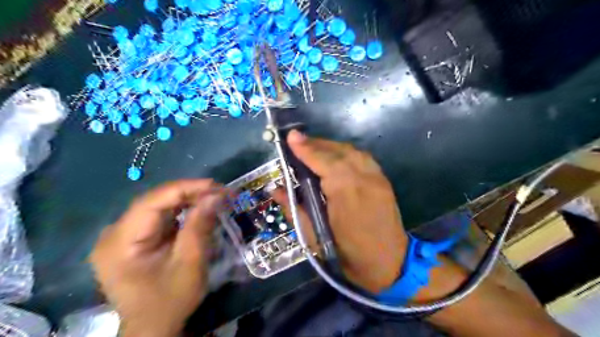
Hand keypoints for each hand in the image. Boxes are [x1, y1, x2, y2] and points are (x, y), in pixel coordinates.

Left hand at [91, 180, 224, 335]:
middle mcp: (115, 234)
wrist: (154, 329)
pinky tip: (200, 210)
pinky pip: (160, 217)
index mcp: (120, 242)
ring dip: (188, 201)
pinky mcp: (135, 239)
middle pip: (155, 202)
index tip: (215, 185)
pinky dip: (182, 212)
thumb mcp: (189, 264)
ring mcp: (123, 236)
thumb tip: (215, 195)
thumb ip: (199, 226)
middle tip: (219, 192)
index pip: (152, 202)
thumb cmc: (170, 301)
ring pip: (159, 207)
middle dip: (190, 194)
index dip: (185, 189)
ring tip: (214, 198)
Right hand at [274, 131, 410, 292]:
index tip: (290, 136)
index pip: (322, 161)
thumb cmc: (347, 254)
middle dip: (316, 145)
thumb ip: (294, 208)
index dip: (305, 148)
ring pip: (351, 151)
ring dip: (331, 148)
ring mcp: (377, 177)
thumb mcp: (314, 236)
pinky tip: (336, 159)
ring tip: (314, 150)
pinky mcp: (384, 180)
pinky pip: (362, 158)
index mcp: (345, 192)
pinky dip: (346, 154)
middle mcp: (364, 178)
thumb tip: (275, 189)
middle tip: (298, 144)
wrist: (389, 264)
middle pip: (337, 151)